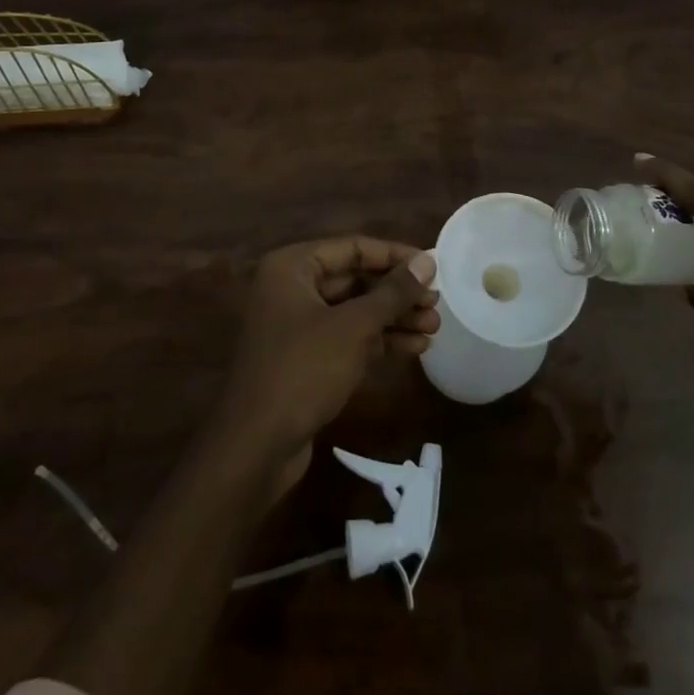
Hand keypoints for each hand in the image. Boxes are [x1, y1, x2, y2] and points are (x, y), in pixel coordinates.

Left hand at [213, 237, 439, 494]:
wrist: (256, 446)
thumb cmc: (303, 370)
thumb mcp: (354, 327)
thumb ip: (392, 292)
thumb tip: (427, 262)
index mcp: (292, 267)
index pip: (353, 247)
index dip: (395, 256)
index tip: (433, 267)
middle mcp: (292, 288)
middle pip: (355, 279)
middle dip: (398, 292)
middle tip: (437, 302)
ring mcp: (297, 325)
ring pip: (355, 310)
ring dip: (394, 317)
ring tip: (434, 326)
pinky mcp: (306, 358)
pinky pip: (348, 337)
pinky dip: (379, 340)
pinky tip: (416, 347)